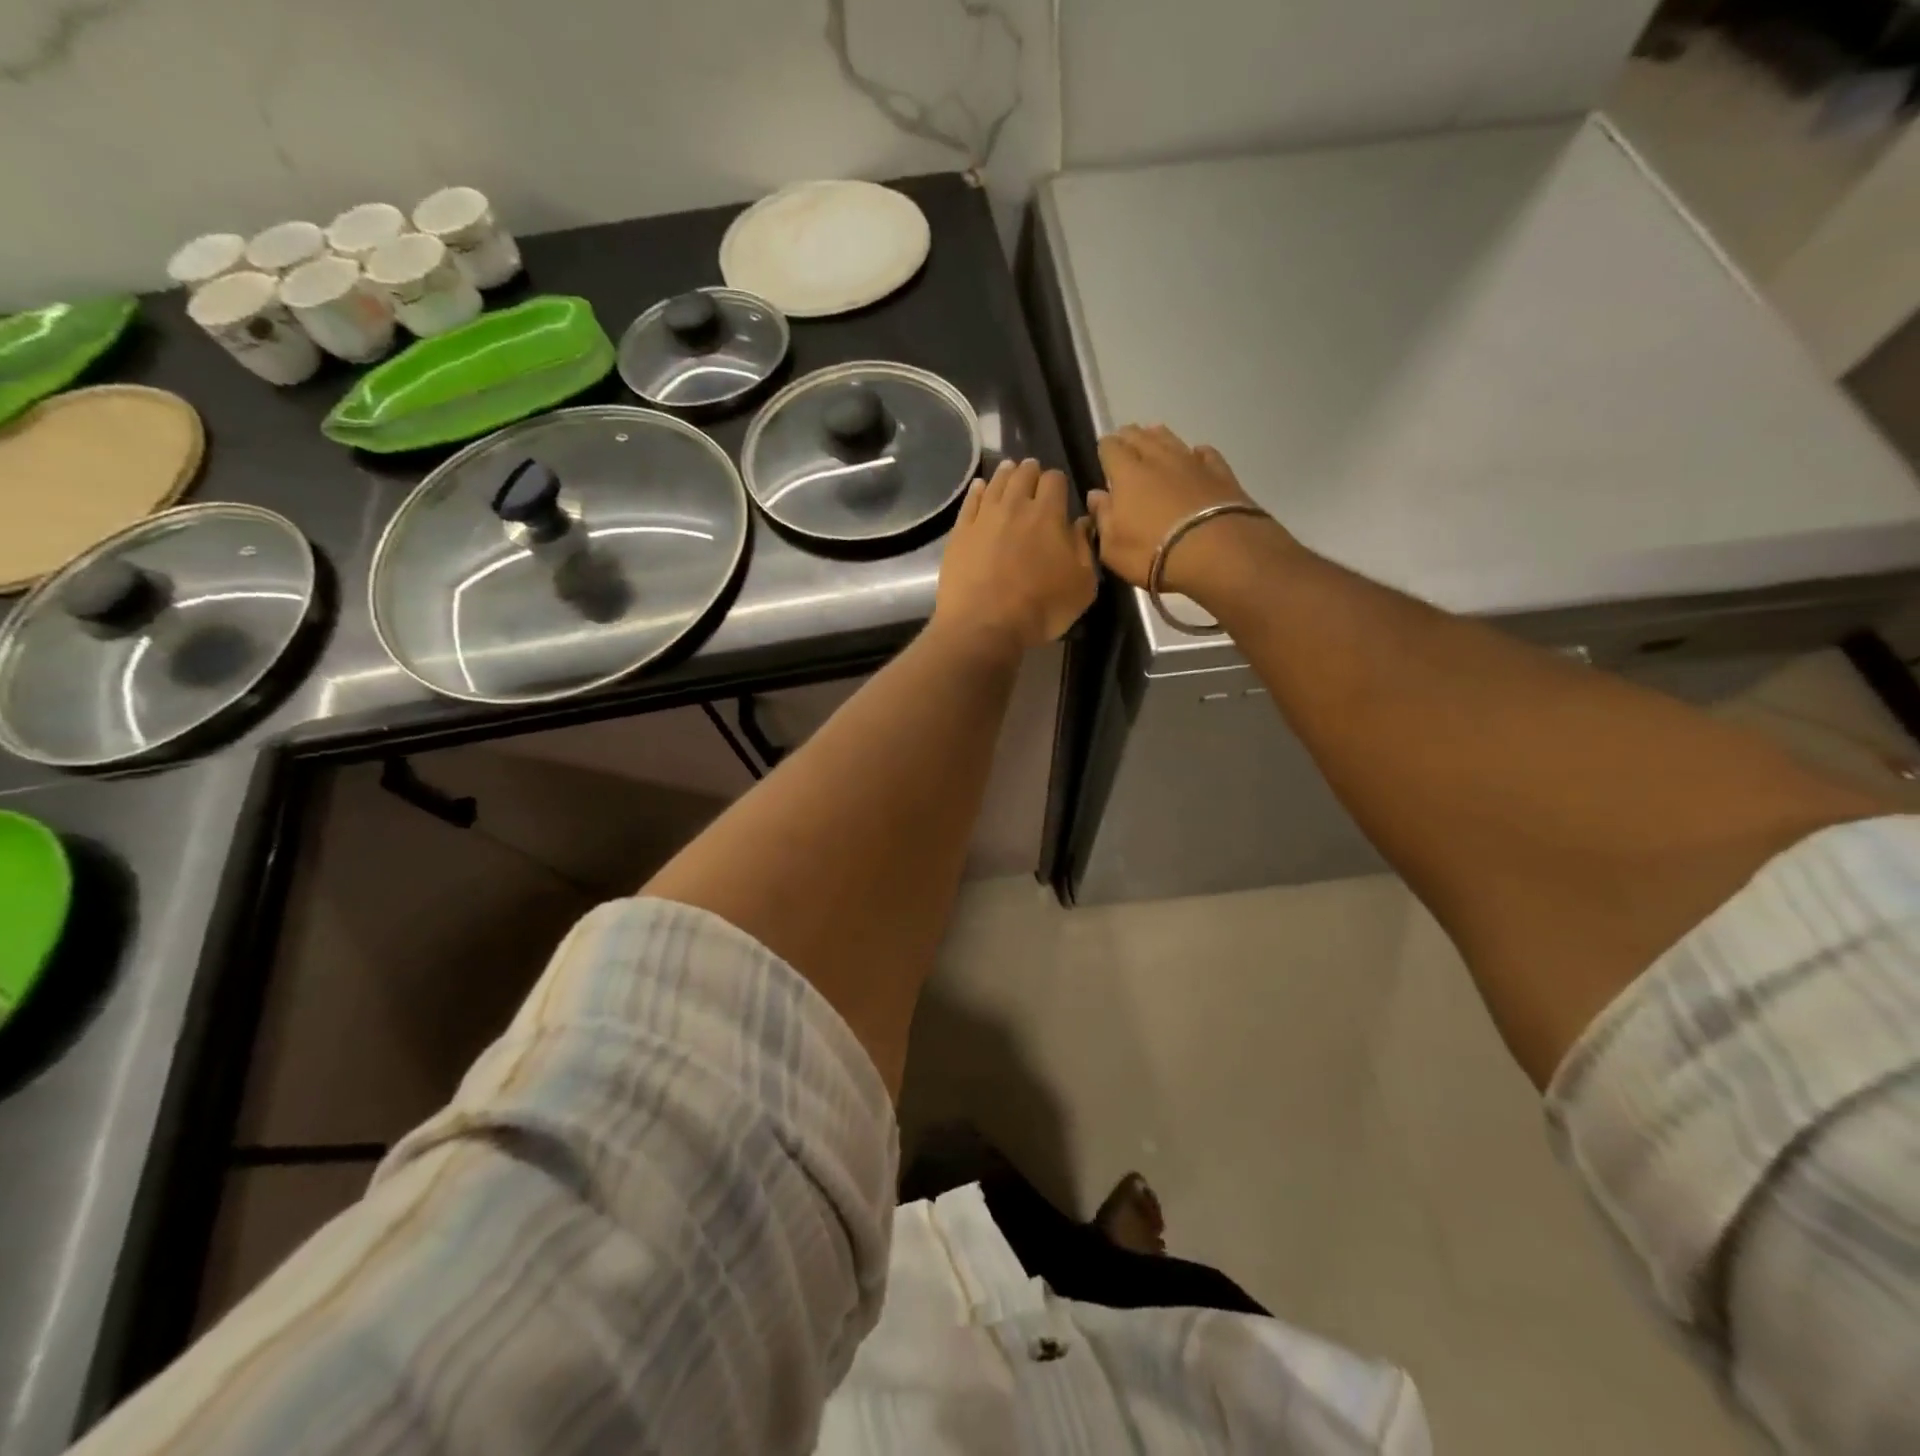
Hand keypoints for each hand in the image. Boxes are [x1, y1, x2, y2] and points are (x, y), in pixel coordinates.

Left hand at [933, 458, 1096, 657]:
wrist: (984, 625)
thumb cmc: (1041, 609)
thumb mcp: (1082, 585)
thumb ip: (1084, 548)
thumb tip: (1082, 522)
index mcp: (1048, 514)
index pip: (1055, 480)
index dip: (1058, 482)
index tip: (1059, 491)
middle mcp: (1015, 506)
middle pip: (1023, 475)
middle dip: (1031, 472)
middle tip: (1033, 474)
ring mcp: (984, 517)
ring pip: (996, 483)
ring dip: (1006, 474)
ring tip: (1009, 470)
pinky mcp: (960, 533)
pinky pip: (970, 502)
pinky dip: (978, 491)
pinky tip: (980, 488)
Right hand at [1089, 425, 1290, 595]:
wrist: (1216, 552)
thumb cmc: (1153, 553)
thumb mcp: (1113, 547)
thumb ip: (1102, 518)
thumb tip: (1096, 495)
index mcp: (1127, 474)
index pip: (1111, 448)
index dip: (1105, 448)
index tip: (1103, 452)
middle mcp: (1158, 459)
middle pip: (1140, 437)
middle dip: (1129, 437)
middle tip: (1124, 441)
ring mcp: (1192, 463)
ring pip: (1171, 439)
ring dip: (1159, 437)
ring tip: (1153, 437)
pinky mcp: (1220, 473)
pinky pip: (1205, 454)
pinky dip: (1196, 453)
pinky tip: (1196, 455)